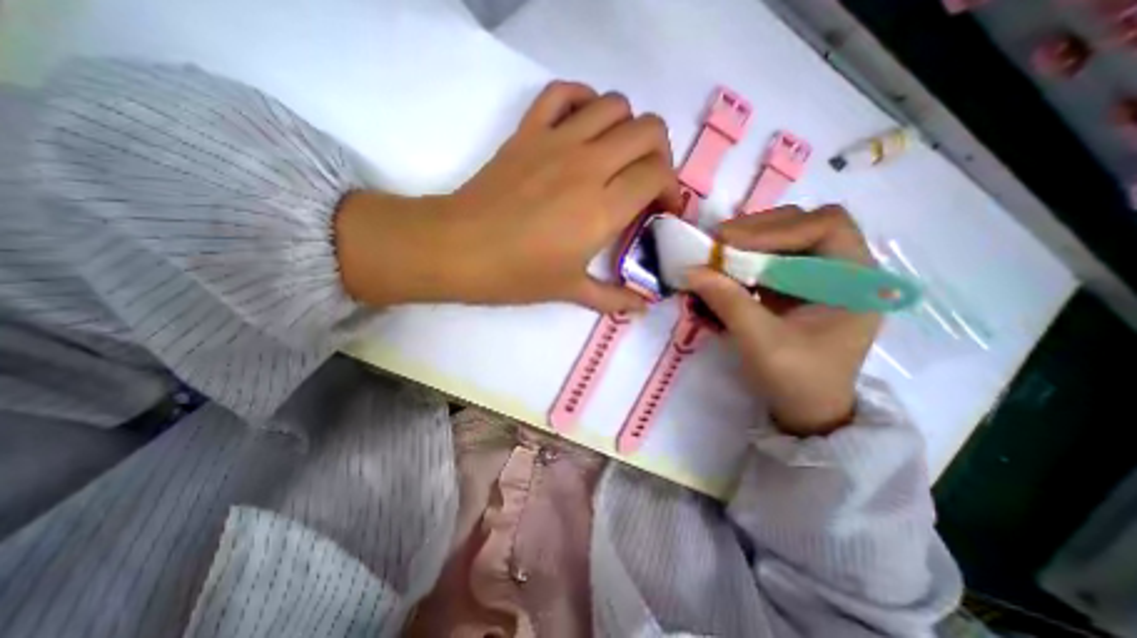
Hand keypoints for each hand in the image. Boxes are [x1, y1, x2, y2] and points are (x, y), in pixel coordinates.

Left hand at [335, 80, 678, 312]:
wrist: (459, 249)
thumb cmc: (517, 275)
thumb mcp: (571, 291)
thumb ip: (614, 298)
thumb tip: (645, 307)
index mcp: (603, 208)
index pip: (658, 176)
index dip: (670, 189)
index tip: (662, 208)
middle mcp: (589, 165)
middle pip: (649, 131)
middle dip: (659, 154)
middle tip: (645, 181)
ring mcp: (557, 141)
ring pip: (615, 105)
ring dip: (627, 127)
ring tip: (617, 157)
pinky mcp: (529, 131)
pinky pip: (564, 93)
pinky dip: (583, 101)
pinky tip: (582, 127)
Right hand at [678, 208, 882, 434]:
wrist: (806, 409)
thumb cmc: (797, 380)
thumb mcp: (762, 343)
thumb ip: (729, 303)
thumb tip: (691, 271)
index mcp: (854, 281)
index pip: (825, 226)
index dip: (776, 229)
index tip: (729, 243)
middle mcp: (840, 269)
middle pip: (802, 224)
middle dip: (757, 230)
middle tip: (716, 243)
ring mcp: (816, 276)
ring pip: (784, 237)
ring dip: (747, 241)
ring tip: (716, 253)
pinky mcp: (794, 285)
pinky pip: (769, 258)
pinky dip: (744, 258)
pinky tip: (724, 268)